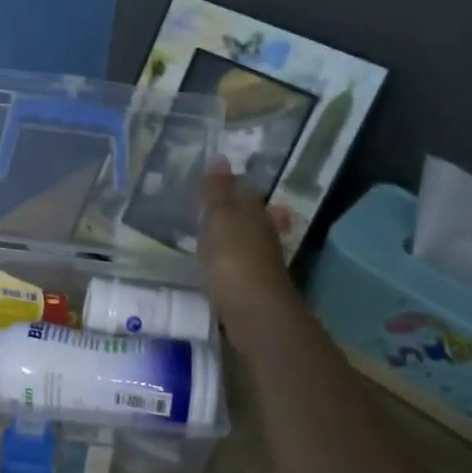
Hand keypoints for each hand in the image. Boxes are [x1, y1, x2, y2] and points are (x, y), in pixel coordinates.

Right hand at [201, 156, 300, 353]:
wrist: (256, 314)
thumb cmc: (235, 260)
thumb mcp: (220, 220)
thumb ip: (217, 192)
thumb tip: (220, 158)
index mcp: (255, 214)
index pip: (244, 192)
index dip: (230, 185)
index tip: (213, 180)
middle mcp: (263, 236)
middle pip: (249, 218)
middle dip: (234, 211)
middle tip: (209, 206)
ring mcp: (260, 264)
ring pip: (245, 243)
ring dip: (232, 238)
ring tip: (209, 235)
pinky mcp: (252, 289)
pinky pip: (237, 267)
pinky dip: (227, 262)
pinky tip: (216, 267)